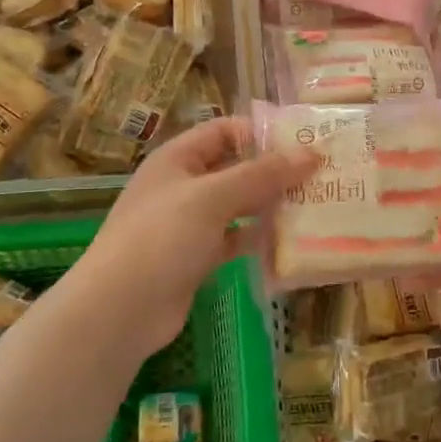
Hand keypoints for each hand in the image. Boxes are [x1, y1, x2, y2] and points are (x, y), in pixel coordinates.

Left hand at [73, 117, 316, 361]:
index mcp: (177, 159)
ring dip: (270, 205)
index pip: (224, 131)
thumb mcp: (213, 197)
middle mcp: (183, 186)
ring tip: (314, 205)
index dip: (261, 132)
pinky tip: (289, 241)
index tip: (304, 141)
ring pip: (238, 206)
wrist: (120, 310)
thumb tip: (312, 153)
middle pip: (235, 168)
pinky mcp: (197, 258)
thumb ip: (262, 174)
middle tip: (320, 175)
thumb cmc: (162, 238)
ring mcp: (189, 224)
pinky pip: (235, 239)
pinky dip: (258, 239)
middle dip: (274, 171)